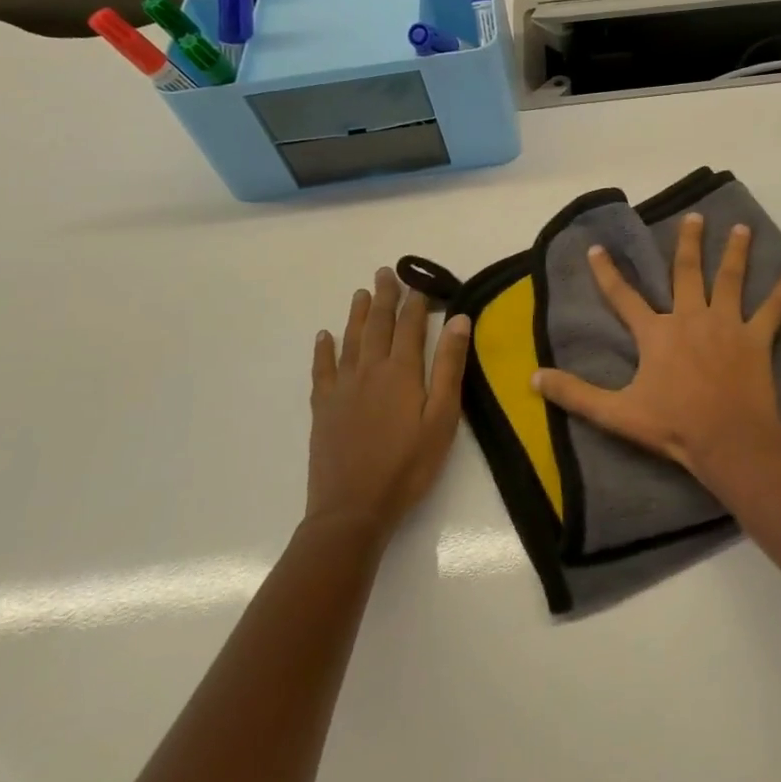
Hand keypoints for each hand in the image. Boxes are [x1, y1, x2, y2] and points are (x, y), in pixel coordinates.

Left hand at [306, 267, 469, 542]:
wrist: (353, 508)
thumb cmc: (409, 465)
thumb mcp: (442, 417)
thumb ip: (449, 366)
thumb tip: (458, 319)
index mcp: (401, 372)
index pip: (410, 326)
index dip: (416, 302)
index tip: (420, 281)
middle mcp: (369, 370)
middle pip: (377, 325)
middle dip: (384, 297)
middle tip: (385, 272)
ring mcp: (342, 388)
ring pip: (350, 340)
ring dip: (357, 314)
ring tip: (361, 293)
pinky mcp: (324, 408)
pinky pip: (322, 369)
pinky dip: (324, 349)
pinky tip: (324, 336)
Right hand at [532, 213, 780, 480]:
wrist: (727, 441)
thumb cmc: (672, 427)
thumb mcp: (616, 413)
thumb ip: (575, 393)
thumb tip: (533, 378)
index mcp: (656, 333)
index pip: (624, 297)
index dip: (608, 272)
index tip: (597, 247)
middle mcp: (690, 317)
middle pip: (687, 272)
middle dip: (688, 243)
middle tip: (695, 217)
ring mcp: (727, 325)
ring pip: (730, 279)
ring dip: (736, 252)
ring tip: (742, 229)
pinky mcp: (756, 339)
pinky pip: (774, 309)